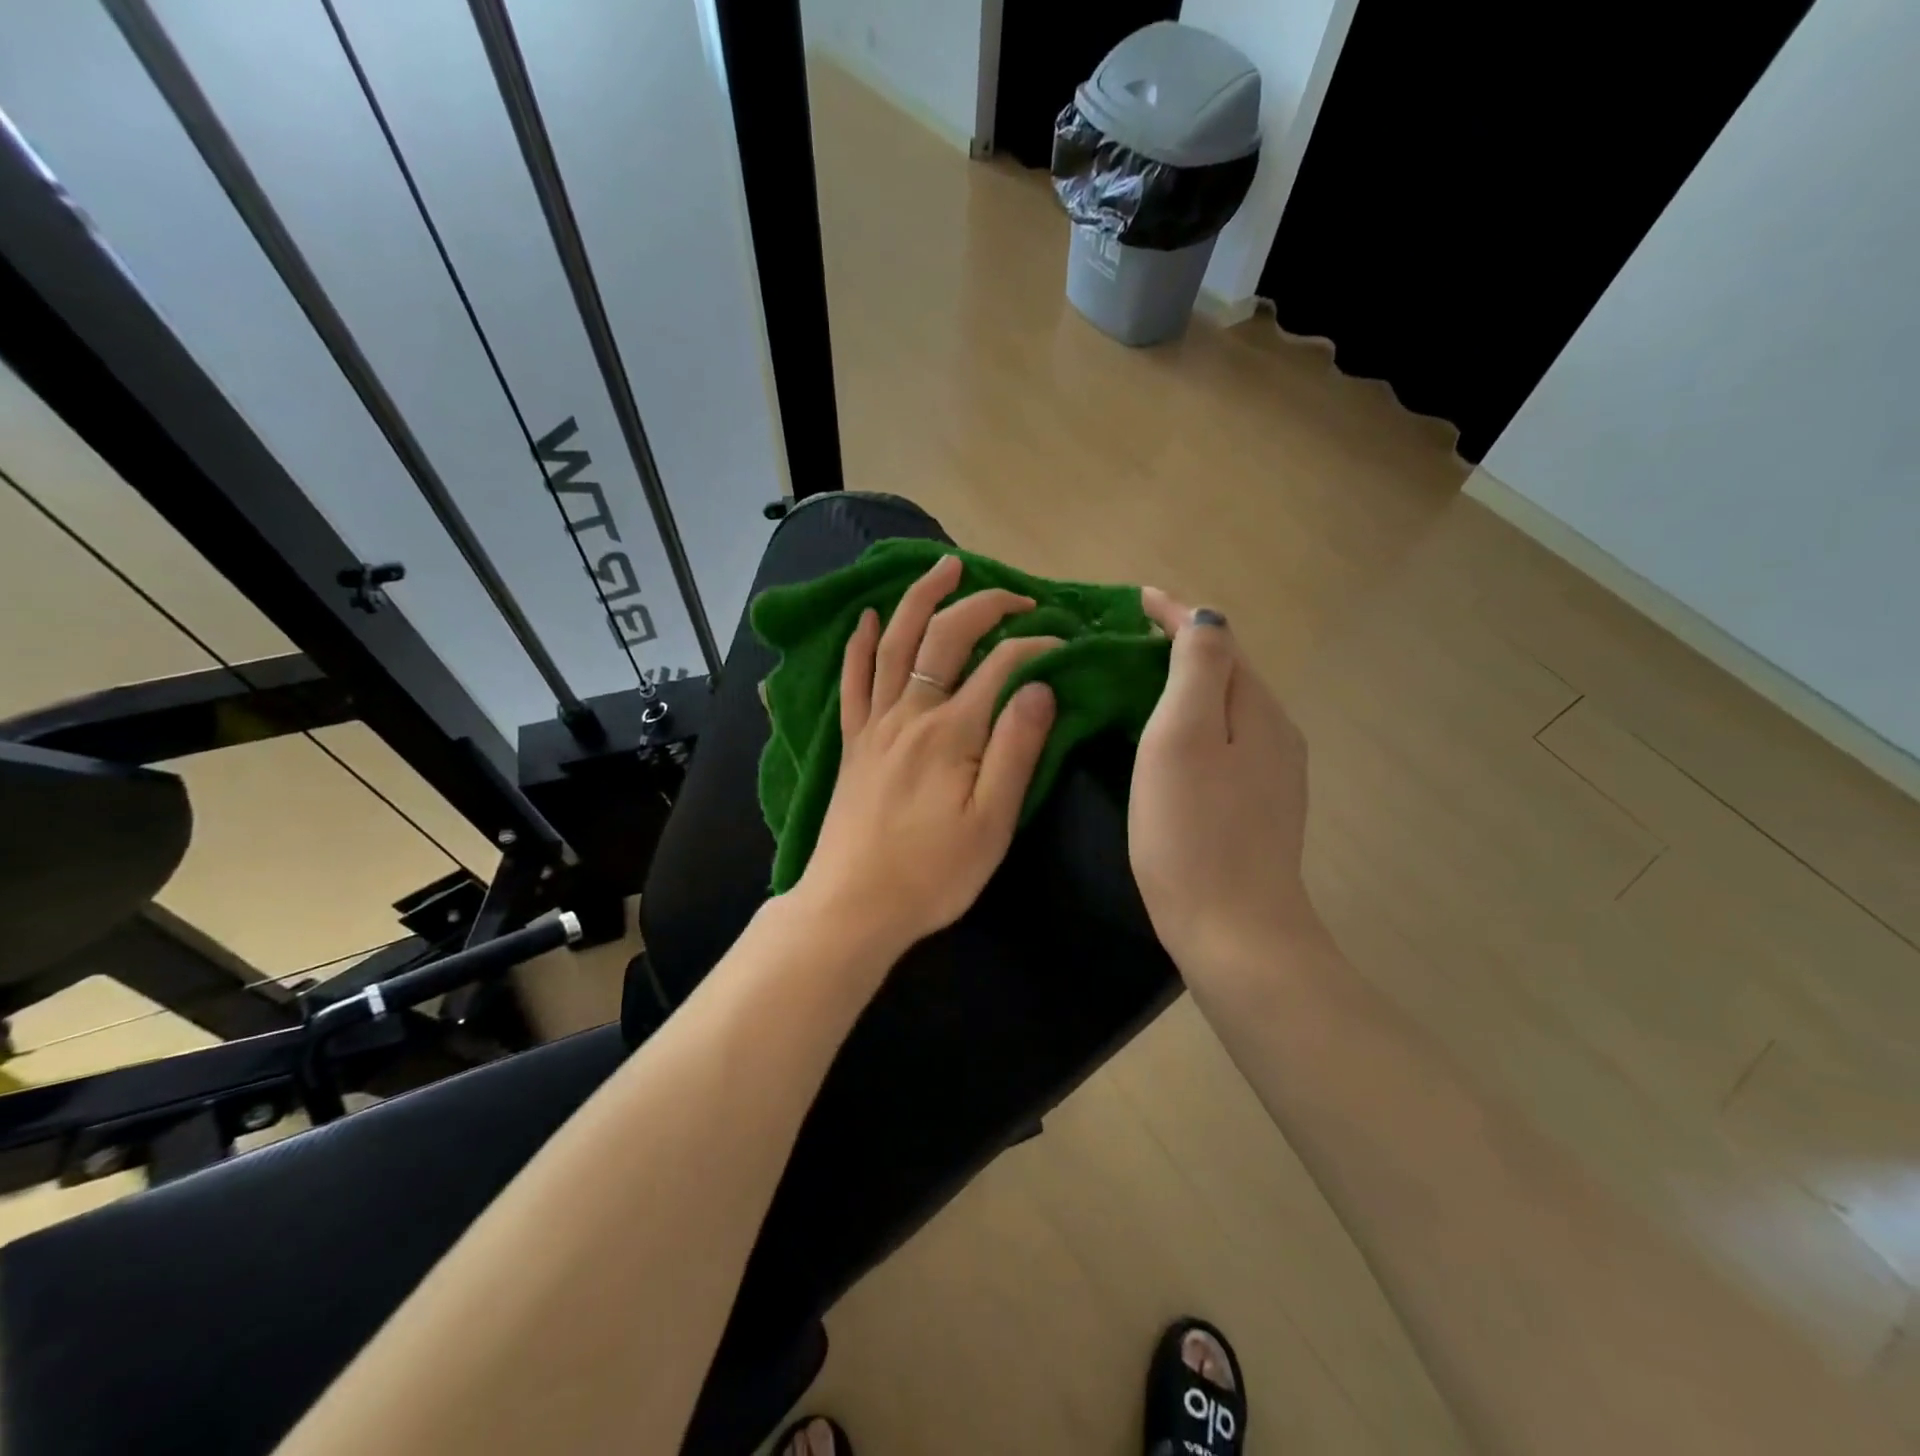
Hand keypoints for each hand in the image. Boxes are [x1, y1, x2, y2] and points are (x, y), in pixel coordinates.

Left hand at [795, 554, 1059, 967]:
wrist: (854, 905)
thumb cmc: (933, 873)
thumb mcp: (993, 822)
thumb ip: (1016, 749)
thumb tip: (1039, 686)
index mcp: (952, 731)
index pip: (1001, 665)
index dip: (1036, 645)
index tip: (1064, 645)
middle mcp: (910, 713)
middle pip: (946, 637)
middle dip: (985, 605)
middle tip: (1018, 596)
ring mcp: (874, 724)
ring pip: (895, 643)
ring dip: (919, 599)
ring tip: (943, 567)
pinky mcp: (851, 742)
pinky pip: (852, 681)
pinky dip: (860, 644)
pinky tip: (867, 619)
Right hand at [1130, 589, 1316, 980]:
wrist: (1234, 931)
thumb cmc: (1192, 831)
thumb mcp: (1182, 736)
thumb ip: (1197, 669)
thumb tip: (1205, 619)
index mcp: (1255, 708)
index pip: (1217, 639)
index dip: (1175, 614)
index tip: (1132, 601)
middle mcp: (1273, 732)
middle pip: (1225, 671)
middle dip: (1179, 646)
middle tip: (1122, 642)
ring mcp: (1271, 774)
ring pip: (1224, 708)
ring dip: (1185, 685)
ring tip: (1135, 683)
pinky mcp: (1257, 807)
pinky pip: (1223, 742)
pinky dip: (1192, 723)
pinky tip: (1165, 741)